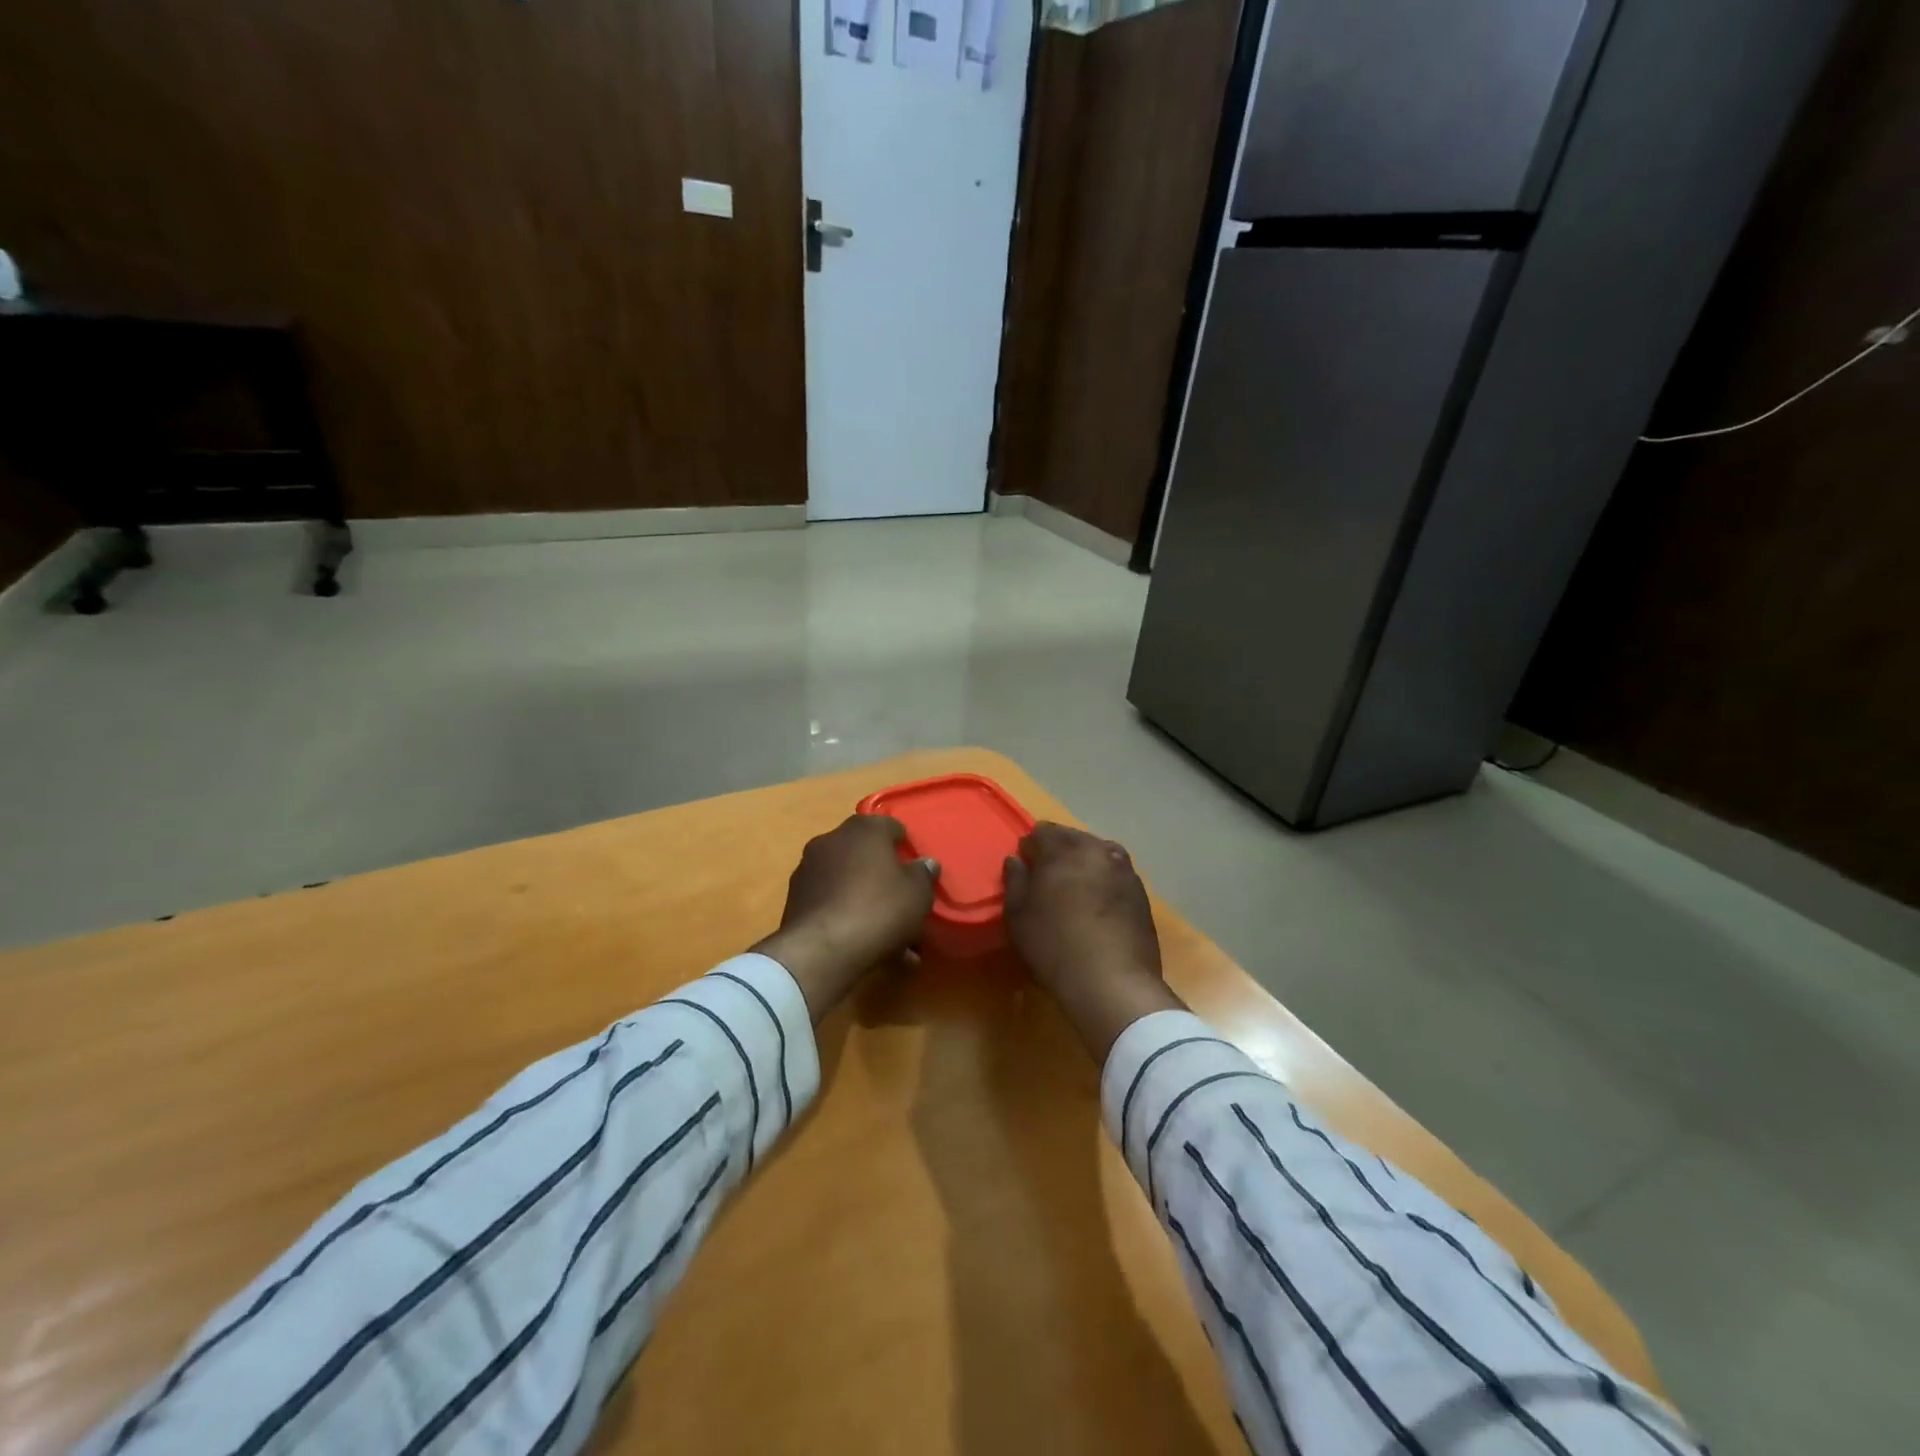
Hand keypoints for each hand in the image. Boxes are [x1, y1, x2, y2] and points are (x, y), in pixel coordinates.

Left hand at [754, 815, 938, 1020]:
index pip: (890, 826)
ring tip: (887, 932)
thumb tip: (925, 863)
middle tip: (902, 900)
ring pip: (848, 881)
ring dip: (865, 899)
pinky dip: (847, 915)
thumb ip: (923, 874)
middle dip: (883, 875)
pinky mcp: (795, 899)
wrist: (821, 950)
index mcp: (863, 830)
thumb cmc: (878, 910)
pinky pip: (831, 902)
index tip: (915, 867)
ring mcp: (808, 869)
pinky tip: (864, 943)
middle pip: (865, 854)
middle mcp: (832, 840)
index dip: (905, 845)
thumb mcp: (917, 894)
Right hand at [1004, 823, 1182, 1061]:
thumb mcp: (1018, 917)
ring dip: (1085, 861)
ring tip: (1075, 883)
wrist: (1113, 981)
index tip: (1025, 861)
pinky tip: (1098, 900)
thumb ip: (1015, 882)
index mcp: (1064, 850)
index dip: (1031, 845)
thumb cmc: (1054, 946)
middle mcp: (1097, 851)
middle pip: (1074, 838)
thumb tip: (1016, 860)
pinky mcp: (1141, 893)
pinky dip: (1104, 879)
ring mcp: (1124, 870)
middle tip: (1048, 872)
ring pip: (1099, 852)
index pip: (1043, 832)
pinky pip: (1116, 874)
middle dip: (1059, 849)